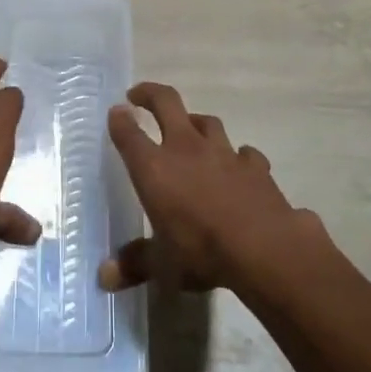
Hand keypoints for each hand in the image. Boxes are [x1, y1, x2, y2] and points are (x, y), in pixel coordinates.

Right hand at [101, 81, 321, 294]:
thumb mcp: (163, 265)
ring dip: (195, 121)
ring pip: (206, 121)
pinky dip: (238, 156)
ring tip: (189, 128)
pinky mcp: (254, 164)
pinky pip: (243, 152)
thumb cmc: (202, 251)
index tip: (115, 111)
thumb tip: (105, 277)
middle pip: (166, 103)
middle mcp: (186, 148)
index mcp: (155, 168)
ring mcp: (223, 152)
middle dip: (150, 94)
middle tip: (139, 95)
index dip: (119, 120)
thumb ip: (135, 264)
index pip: (129, 134)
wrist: (264, 247)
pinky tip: (238, 165)